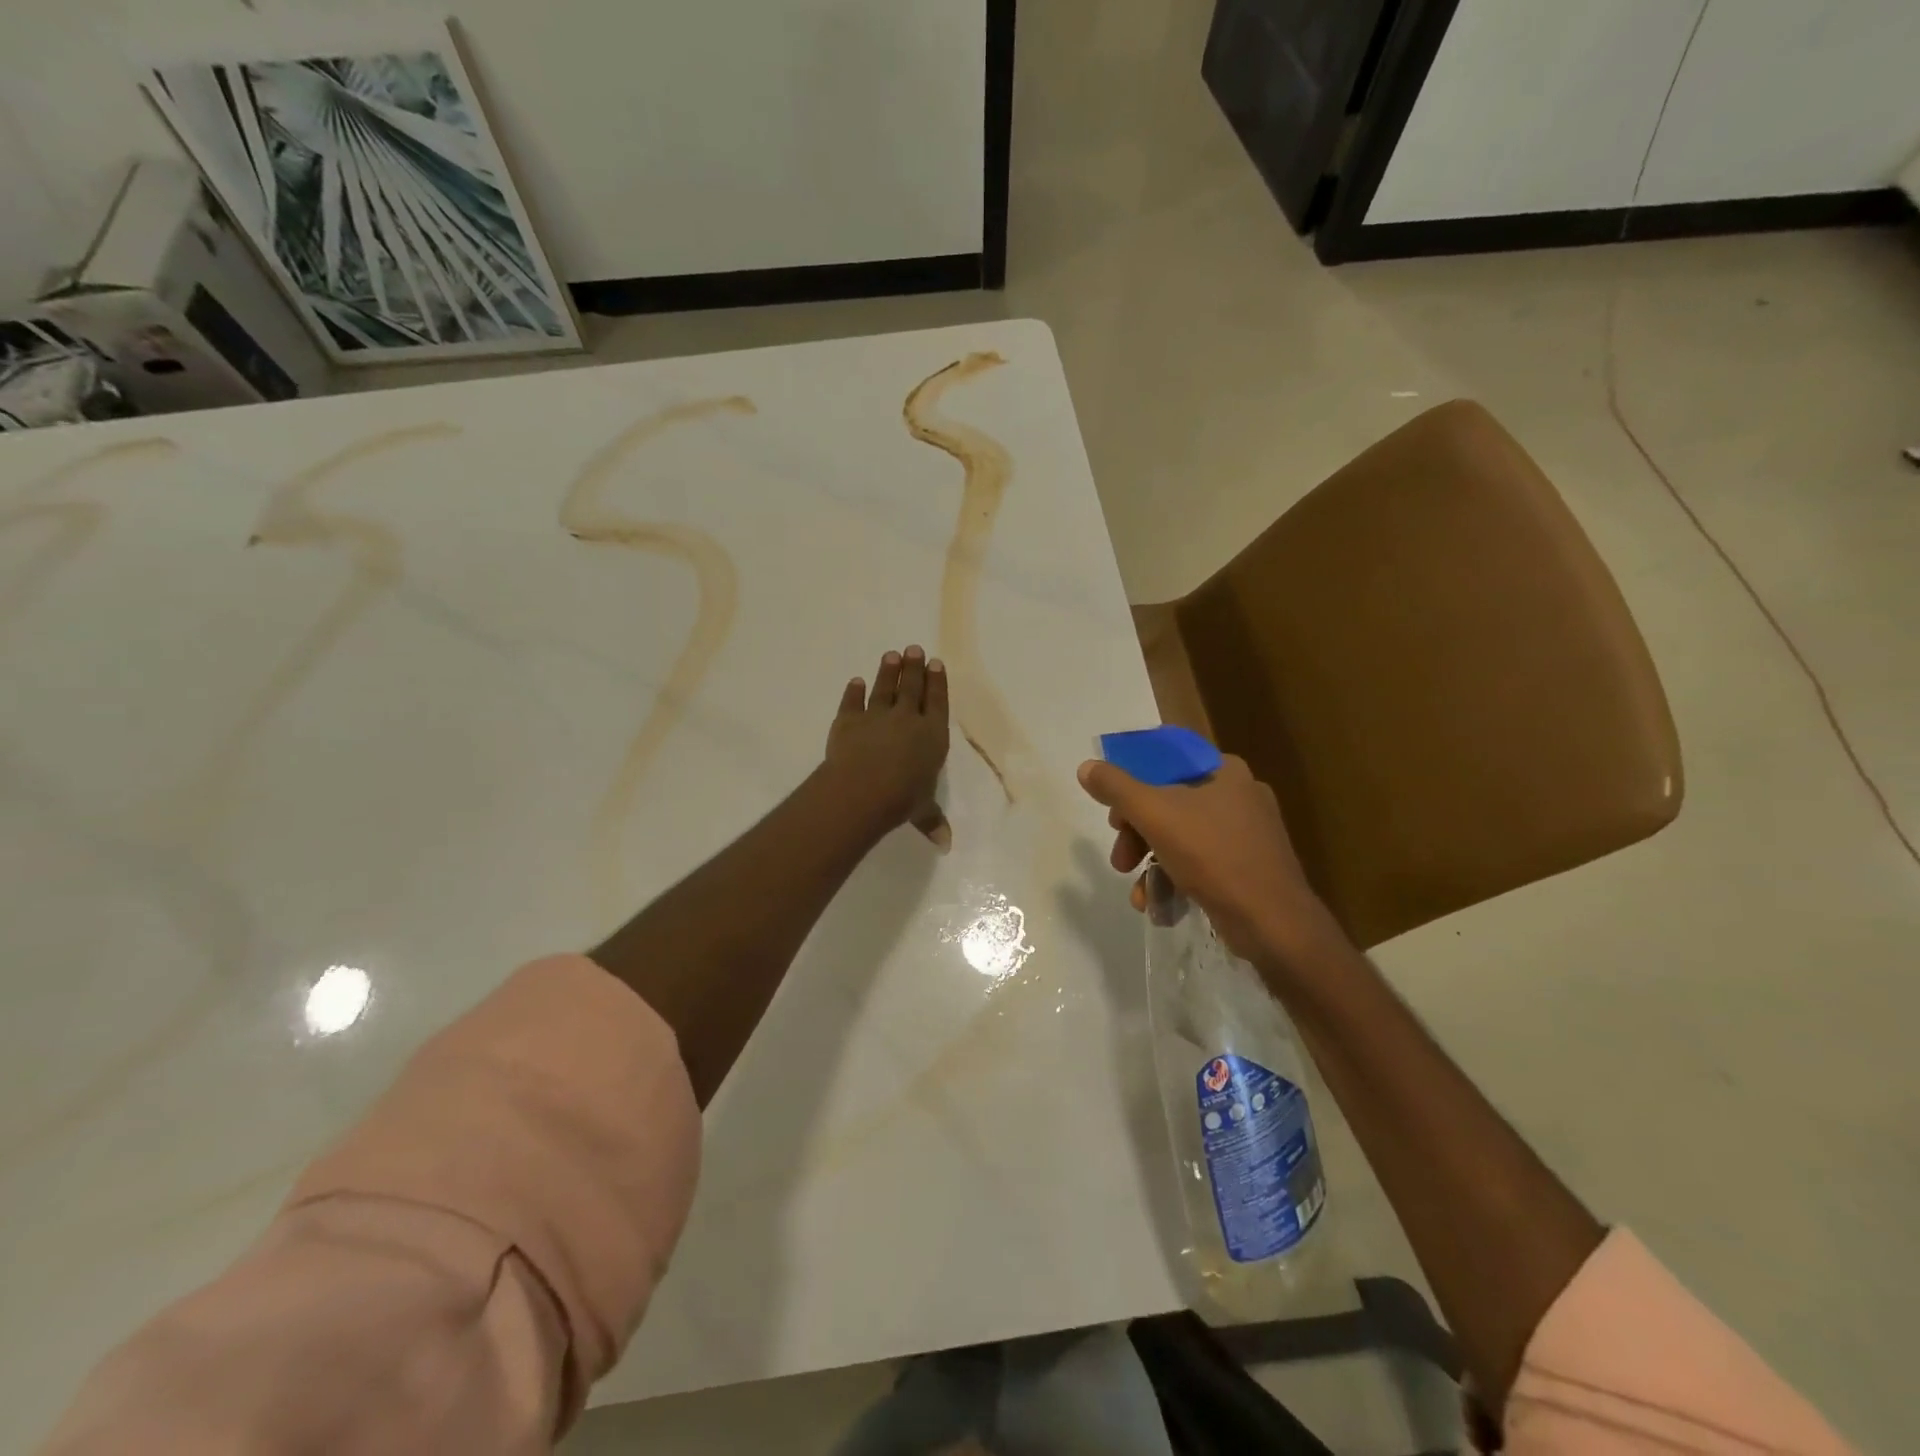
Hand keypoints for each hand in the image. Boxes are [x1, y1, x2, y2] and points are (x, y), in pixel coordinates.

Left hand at [824, 645, 951, 848]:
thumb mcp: (922, 811)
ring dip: (888, 672)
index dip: (937, 683)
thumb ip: (933, 821)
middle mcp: (907, 719)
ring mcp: (876, 717)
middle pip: (912, 688)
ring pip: (884, 689)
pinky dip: (853, 692)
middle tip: (914, 649)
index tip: (936, 663)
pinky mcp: (848, 721)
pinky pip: (852, 702)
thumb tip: (946, 845)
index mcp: (932, 735)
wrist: (863, 789)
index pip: (937, 702)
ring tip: (891, 656)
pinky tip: (855, 682)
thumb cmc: (902, 799)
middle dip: (914, 668)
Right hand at [1076, 753, 1336, 962]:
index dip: (1132, 782)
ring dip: (1150, 862)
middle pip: (1168, 802)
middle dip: (1136, 834)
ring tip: (1137, 891)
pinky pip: (1199, 863)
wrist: (1273, 922)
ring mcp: (1246, 833)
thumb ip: (1116, 787)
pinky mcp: (1247, 867)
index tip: (1113, 812)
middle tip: (1120, 858)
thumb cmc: (1214, 856)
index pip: (1166, 761)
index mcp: (1223, 771)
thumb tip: (1087, 767)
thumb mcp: (1155, 814)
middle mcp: (1238, 795)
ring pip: (1180, 836)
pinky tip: (1156, 904)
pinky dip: (1174, 879)